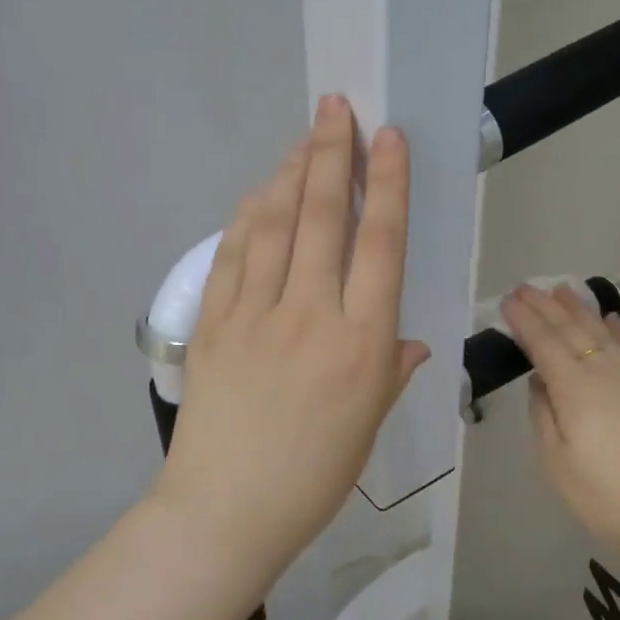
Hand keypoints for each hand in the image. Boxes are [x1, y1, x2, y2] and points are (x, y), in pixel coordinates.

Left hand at [152, 96, 430, 565]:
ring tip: (303, 137)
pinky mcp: (213, 322)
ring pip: (274, 223)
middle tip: (336, 108)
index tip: (387, 137)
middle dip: (331, 153)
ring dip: (289, 173)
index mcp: (361, 342)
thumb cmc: (313, 477)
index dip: (386, 183)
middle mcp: (310, 314)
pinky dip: (248, 215)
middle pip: (322, 216)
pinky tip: (260, 193)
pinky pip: (233, 254)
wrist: (226, 511)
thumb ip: (390, 371)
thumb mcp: (369, 425)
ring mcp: (254, 313)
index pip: (380, 243)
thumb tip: (407, 340)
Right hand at [501, 284, 619, 565]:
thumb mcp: (554, 460)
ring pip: (602, 330)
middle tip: (525, 288)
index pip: (543, 342)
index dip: (524, 320)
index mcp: (573, 387)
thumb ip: (543, 412)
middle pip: (570, 329)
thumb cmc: (601, 494)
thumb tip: (540, 379)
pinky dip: (618, 328)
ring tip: (561, 290)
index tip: (507, 301)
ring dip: (579, 308)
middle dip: (545, 306)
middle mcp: (604, 370)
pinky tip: (611, 319)